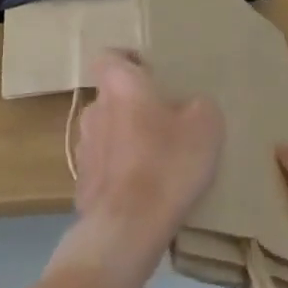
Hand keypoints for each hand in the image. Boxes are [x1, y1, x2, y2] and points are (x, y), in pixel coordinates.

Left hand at [53, 51, 221, 287]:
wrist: (127, 229)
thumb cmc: (167, 163)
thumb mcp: (205, 126)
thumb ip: (199, 105)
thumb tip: (192, 106)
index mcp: (119, 84)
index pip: (109, 57)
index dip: (128, 62)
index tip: (151, 74)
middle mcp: (94, 109)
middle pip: (112, 97)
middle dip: (133, 106)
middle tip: (165, 122)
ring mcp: (84, 148)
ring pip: (106, 132)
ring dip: (125, 140)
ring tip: (155, 160)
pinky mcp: (82, 185)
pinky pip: (104, 168)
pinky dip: (119, 173)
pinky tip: (142, 191)